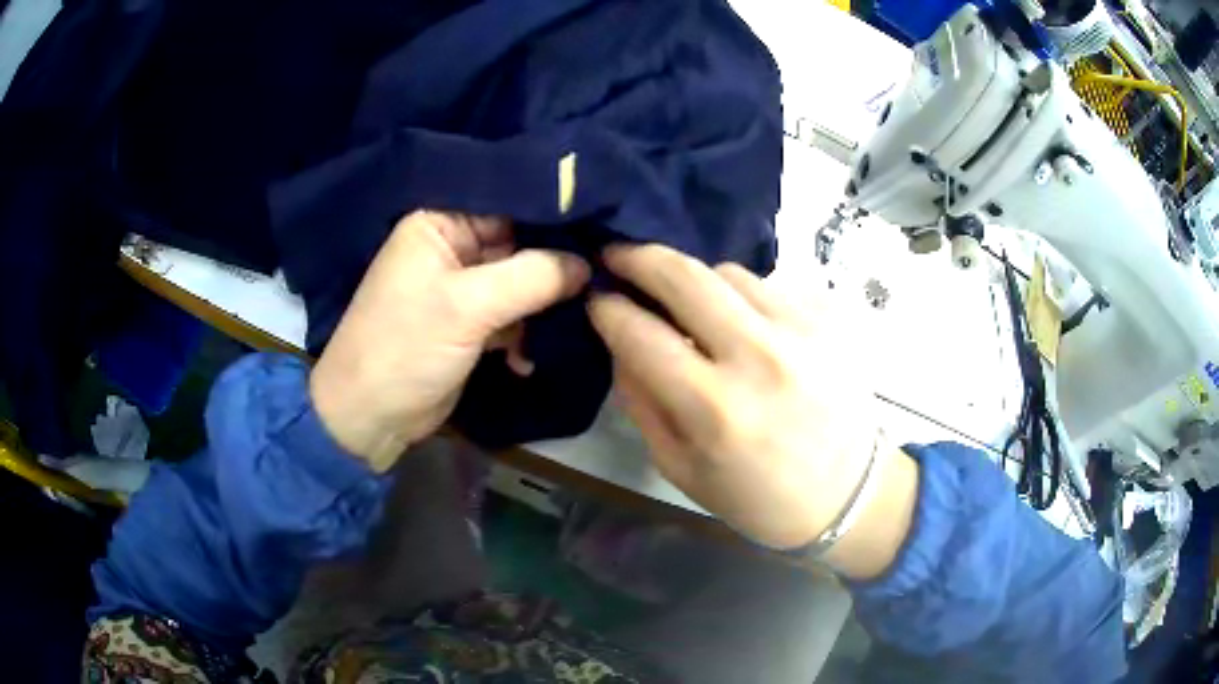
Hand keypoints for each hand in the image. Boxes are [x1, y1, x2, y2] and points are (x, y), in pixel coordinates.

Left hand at [311, 211, 589, 470]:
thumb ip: (533, 276)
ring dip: (544, 303)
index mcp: (440, 224)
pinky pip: (512, 315)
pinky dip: (525, 333)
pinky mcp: (470, 323)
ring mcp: (462, 288)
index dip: (554, 213)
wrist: (370, 418)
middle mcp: (452, 247)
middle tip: (603, 271)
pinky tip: (529, 358)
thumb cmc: (406, 347)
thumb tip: (588, 263)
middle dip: (556, 261)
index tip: (603, 221)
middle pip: (519, 242)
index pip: (508, 203)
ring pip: (521, 281)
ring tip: (573, 319)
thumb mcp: (469, 305)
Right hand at [588, 244, 892, 553]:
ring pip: (728, 272)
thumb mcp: (682, 470)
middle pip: (684, 276)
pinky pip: (771, 284)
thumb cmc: (760, 498)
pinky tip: (746, 322)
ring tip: (689, 301)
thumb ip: (642, 404)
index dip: (608, 309)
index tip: (596, 298)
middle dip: (638, 256)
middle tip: (617, 253)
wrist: (851, 495)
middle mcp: (759, 357)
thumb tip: (620, 344)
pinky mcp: (830, 318)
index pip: (640, 334)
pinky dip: (744, 296)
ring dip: (695, 279)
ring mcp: (802, 330)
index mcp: (714, 409)